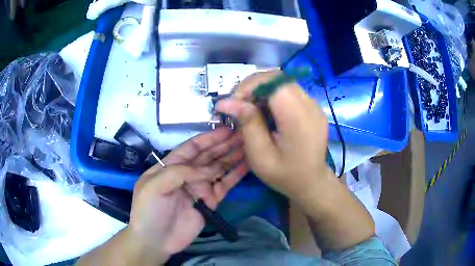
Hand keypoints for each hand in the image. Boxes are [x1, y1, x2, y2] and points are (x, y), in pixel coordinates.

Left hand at [128, 128, 248, 262]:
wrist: (156, 240)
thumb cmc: (149, 210)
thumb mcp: (155, 186)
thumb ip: (180, 173)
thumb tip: (208, 171)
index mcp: (172, 166)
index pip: (192, 147)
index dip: (209, 138)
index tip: (226, 129)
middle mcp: (188, 174)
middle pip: (209, 155)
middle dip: (224, 144)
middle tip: (243, 134)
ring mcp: (200, 188)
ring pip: (219, 168)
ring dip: (233, 156)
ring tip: (248, 146)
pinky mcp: (211, 201)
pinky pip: (225, 185)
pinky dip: (236, 175)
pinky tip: (247, 165)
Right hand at [216, 71, 331, 200]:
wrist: (312, 183)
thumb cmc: (285, 175)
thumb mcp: (260, 156)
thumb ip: (247, 124)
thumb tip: (225, 102)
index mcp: (298, 118)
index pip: (273, 81)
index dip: (250, 86)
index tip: (235, 103)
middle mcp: (310, 105)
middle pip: (278, 78)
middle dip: (253, 87)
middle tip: (240, 106)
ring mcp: (314, 105)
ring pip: (282, 82)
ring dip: (262, 91)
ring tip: (252, 110)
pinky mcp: (313, 107)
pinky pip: (289, 91)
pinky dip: (273, 96)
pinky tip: (267, 114)